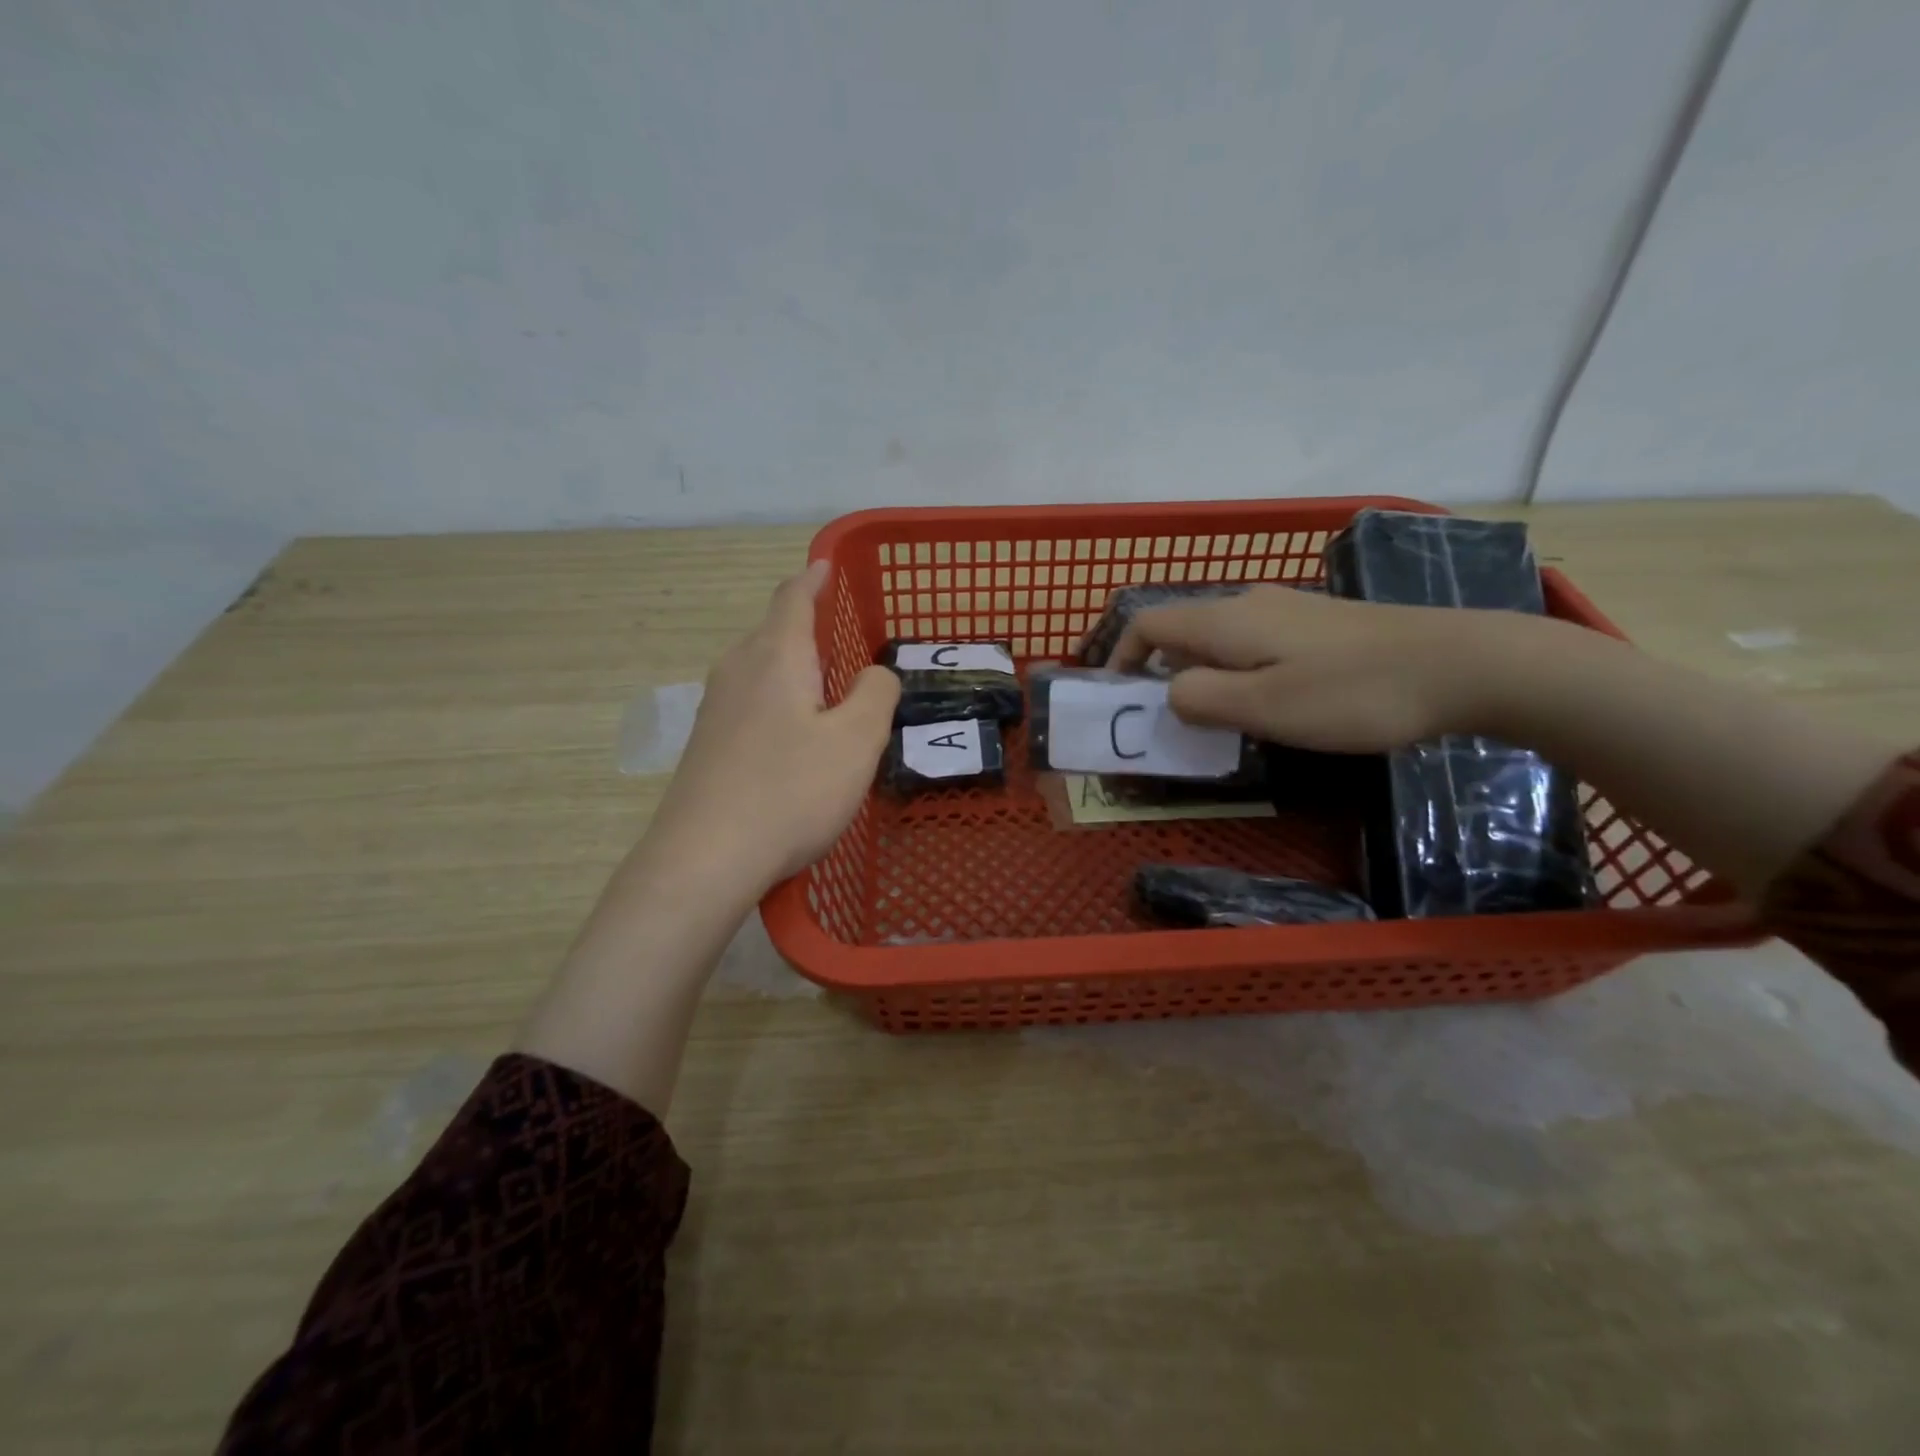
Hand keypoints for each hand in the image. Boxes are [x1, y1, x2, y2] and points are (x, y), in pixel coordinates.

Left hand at [646, 560, 899, 892]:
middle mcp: (738, 671)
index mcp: (775, 657)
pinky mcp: (707, 746)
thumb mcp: (856, 741)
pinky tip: (794, 735)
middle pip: (773, 632)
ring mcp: (715, 710)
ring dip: (793, 667)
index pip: (793, 598)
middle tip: (844, 639)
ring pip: (759, 669)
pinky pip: (749, 703)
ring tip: (826, 687)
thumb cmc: (790, 791)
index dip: (813, 578)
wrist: (704, 858)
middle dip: (806, 626)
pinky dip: (778, 701)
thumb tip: (874, 674)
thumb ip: (876, 694)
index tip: (825, 564)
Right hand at [1110, 585, 1529, 752]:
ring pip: (1219, 639)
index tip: (1120, 699)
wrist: (1463, 664)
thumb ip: (1199, 698)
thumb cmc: (1352, 692)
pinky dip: (1237, 673)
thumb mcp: (1262, 707)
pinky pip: (1254, 645)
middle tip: (1167, 723)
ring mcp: (1288, 611)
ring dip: (1201, 676)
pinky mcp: (1320, 626)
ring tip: (1215, 721)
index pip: (1147, 623)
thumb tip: (1169, 692)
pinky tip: (1268, 704)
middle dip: (1160, 673)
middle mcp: (1249, 604)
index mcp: (1225, 619)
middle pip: (1180, 630)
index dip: (1122, 657)